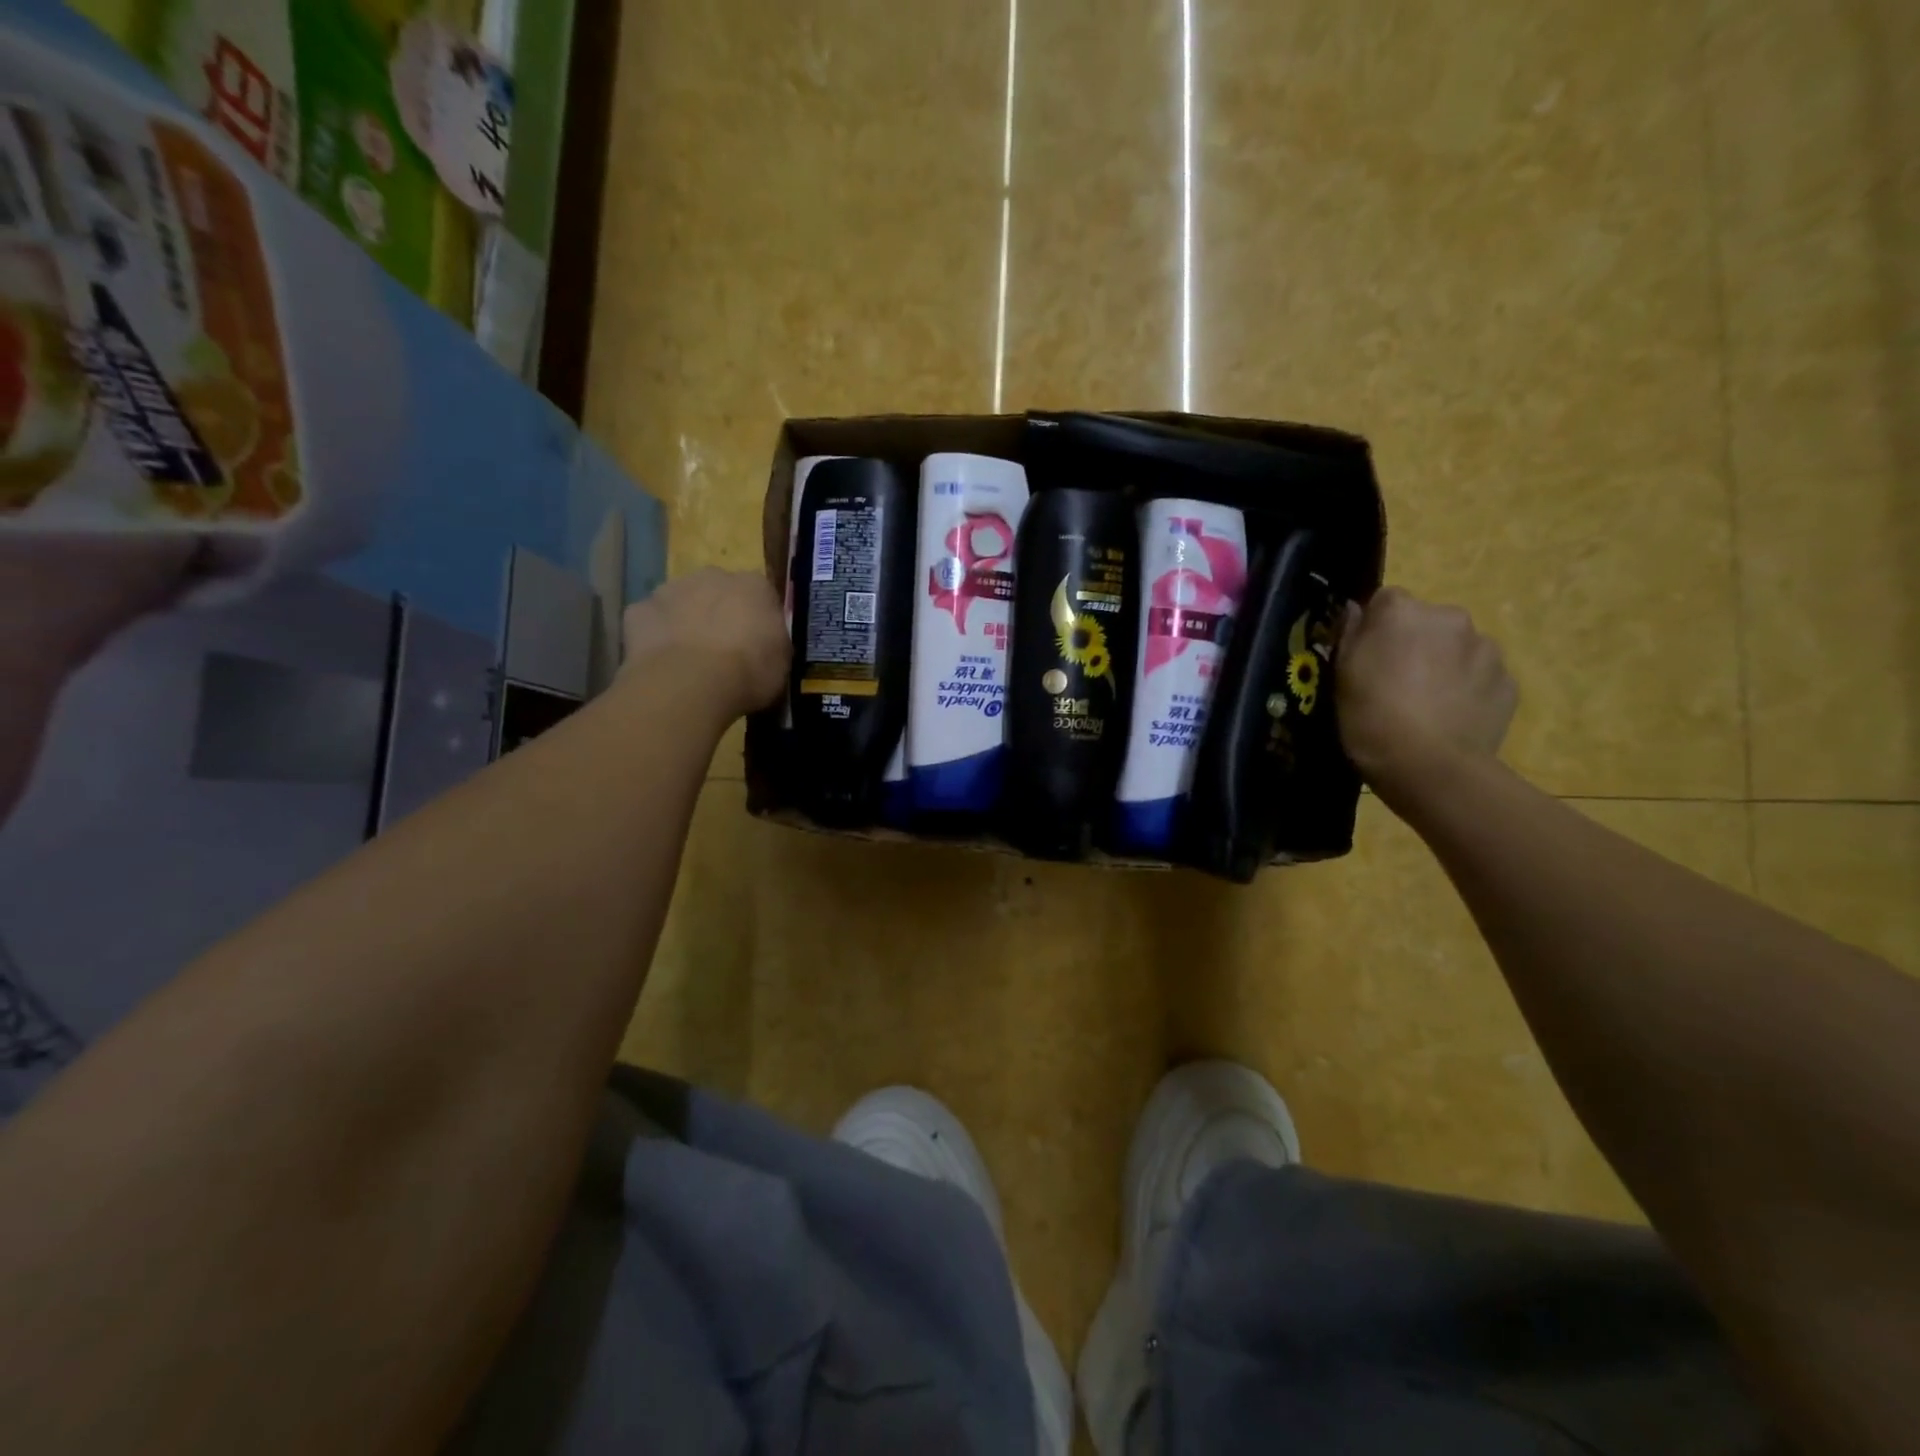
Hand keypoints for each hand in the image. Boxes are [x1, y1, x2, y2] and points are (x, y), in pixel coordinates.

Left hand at [620, 568, 788, 719]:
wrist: (690, 684)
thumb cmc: (748, 672)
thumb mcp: (781, 663)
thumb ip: (772, 642)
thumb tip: (765, 642)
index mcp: (755, 585)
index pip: (760, 595)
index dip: (757, 619)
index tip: (756, 643)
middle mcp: (712, 575)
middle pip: (717, 590)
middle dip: (718, 612)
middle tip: (722, 649)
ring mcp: (671, 589)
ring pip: (681, 601)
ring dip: (685, 620)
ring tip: (690, 659)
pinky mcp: (638, 610)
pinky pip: (650, 621)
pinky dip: (655, 637)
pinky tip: (662, 663)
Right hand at [1336, 587, 1516, 803]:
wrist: (1428, 765)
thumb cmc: (1370, 715)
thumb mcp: (1341, 674)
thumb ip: (1350, 634)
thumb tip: (1357, 610)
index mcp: (1402, 611)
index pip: (1386, 600)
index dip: (1375, 628)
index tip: (1367, 656)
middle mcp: (1449, 617)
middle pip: (1427, 621)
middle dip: (1415, 643)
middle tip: (1396, 682)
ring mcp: (1486, 648)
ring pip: (1458, 648)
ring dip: (1444, 665)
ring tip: (1426, 704)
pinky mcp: (1509, 681)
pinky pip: (1481, 677)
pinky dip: (1467, 690)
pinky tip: (1450, 718)